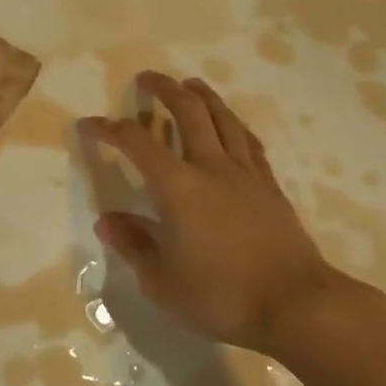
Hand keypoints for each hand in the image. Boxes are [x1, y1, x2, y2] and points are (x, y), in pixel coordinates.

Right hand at [81, 72, 351, 356]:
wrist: (296, 306)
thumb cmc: (221, 297)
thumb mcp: (161, 282)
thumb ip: (133, 245)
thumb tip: (107, 221)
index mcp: (177, 187)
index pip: (136, 142)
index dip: (109, 129)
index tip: (89, 124)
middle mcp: (210, 167)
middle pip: (188, 112)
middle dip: (164, 90)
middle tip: (146, 78)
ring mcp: (245, 174)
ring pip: (223, 118)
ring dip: (202, 96)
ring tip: (189, 84)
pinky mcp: (269, 187)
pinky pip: (249, 142)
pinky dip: (233, 124)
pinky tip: (231, 123)